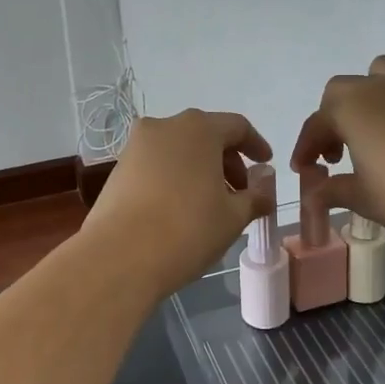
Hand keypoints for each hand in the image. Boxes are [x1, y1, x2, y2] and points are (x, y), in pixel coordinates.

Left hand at [85, 109, 276, 293]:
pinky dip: (175, 177)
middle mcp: (165, 126)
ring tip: (210, 205)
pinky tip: (180, 209)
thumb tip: (265, 181)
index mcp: (198, 129)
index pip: (237, 126)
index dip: (256, 145)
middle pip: (206, 135)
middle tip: (239, 193)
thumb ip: (256, 194)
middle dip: (227, 161)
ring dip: (200, 170)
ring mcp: (136, 146)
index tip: (266, 165)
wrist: (119, 257)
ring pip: (179, 150)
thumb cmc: (187, 230)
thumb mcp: (233, 216)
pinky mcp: (118, 168)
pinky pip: (157, 165)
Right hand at [290, 55, 384, 246]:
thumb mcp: (363, 199)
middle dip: (335, 119)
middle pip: (343, 91)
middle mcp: (378, 86)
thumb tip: (315, 193)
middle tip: (340, 155)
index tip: (305, 172)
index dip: (306, 149)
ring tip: (378, 126)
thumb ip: (333, 191)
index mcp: (349, 108)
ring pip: (383, 71)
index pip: (316, 124)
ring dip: (373, 93)